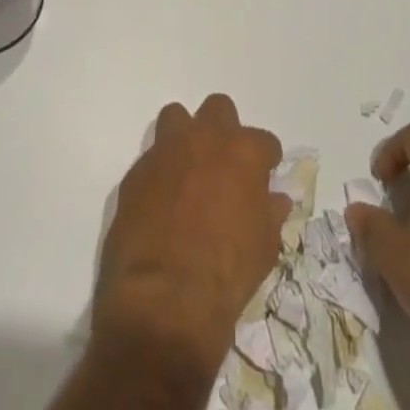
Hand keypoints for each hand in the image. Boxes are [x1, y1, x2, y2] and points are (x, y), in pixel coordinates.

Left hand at [94, 94, 290, 373]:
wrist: (165, 300)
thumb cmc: (227, 275)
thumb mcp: (264, 247)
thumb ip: (269, 213)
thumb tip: (274, 199)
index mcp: (242, 152)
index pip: (264, 141)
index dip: (265, 160)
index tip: (263, 176)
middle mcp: (204, 139)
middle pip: (218, 109)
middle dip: (224, 130)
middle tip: (224, 164)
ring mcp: (166, 151)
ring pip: (176, 117)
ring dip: (185, 137)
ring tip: (188, 170)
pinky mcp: (135, 172)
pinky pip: (151, 158)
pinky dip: (160, 172)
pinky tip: (162, 201)